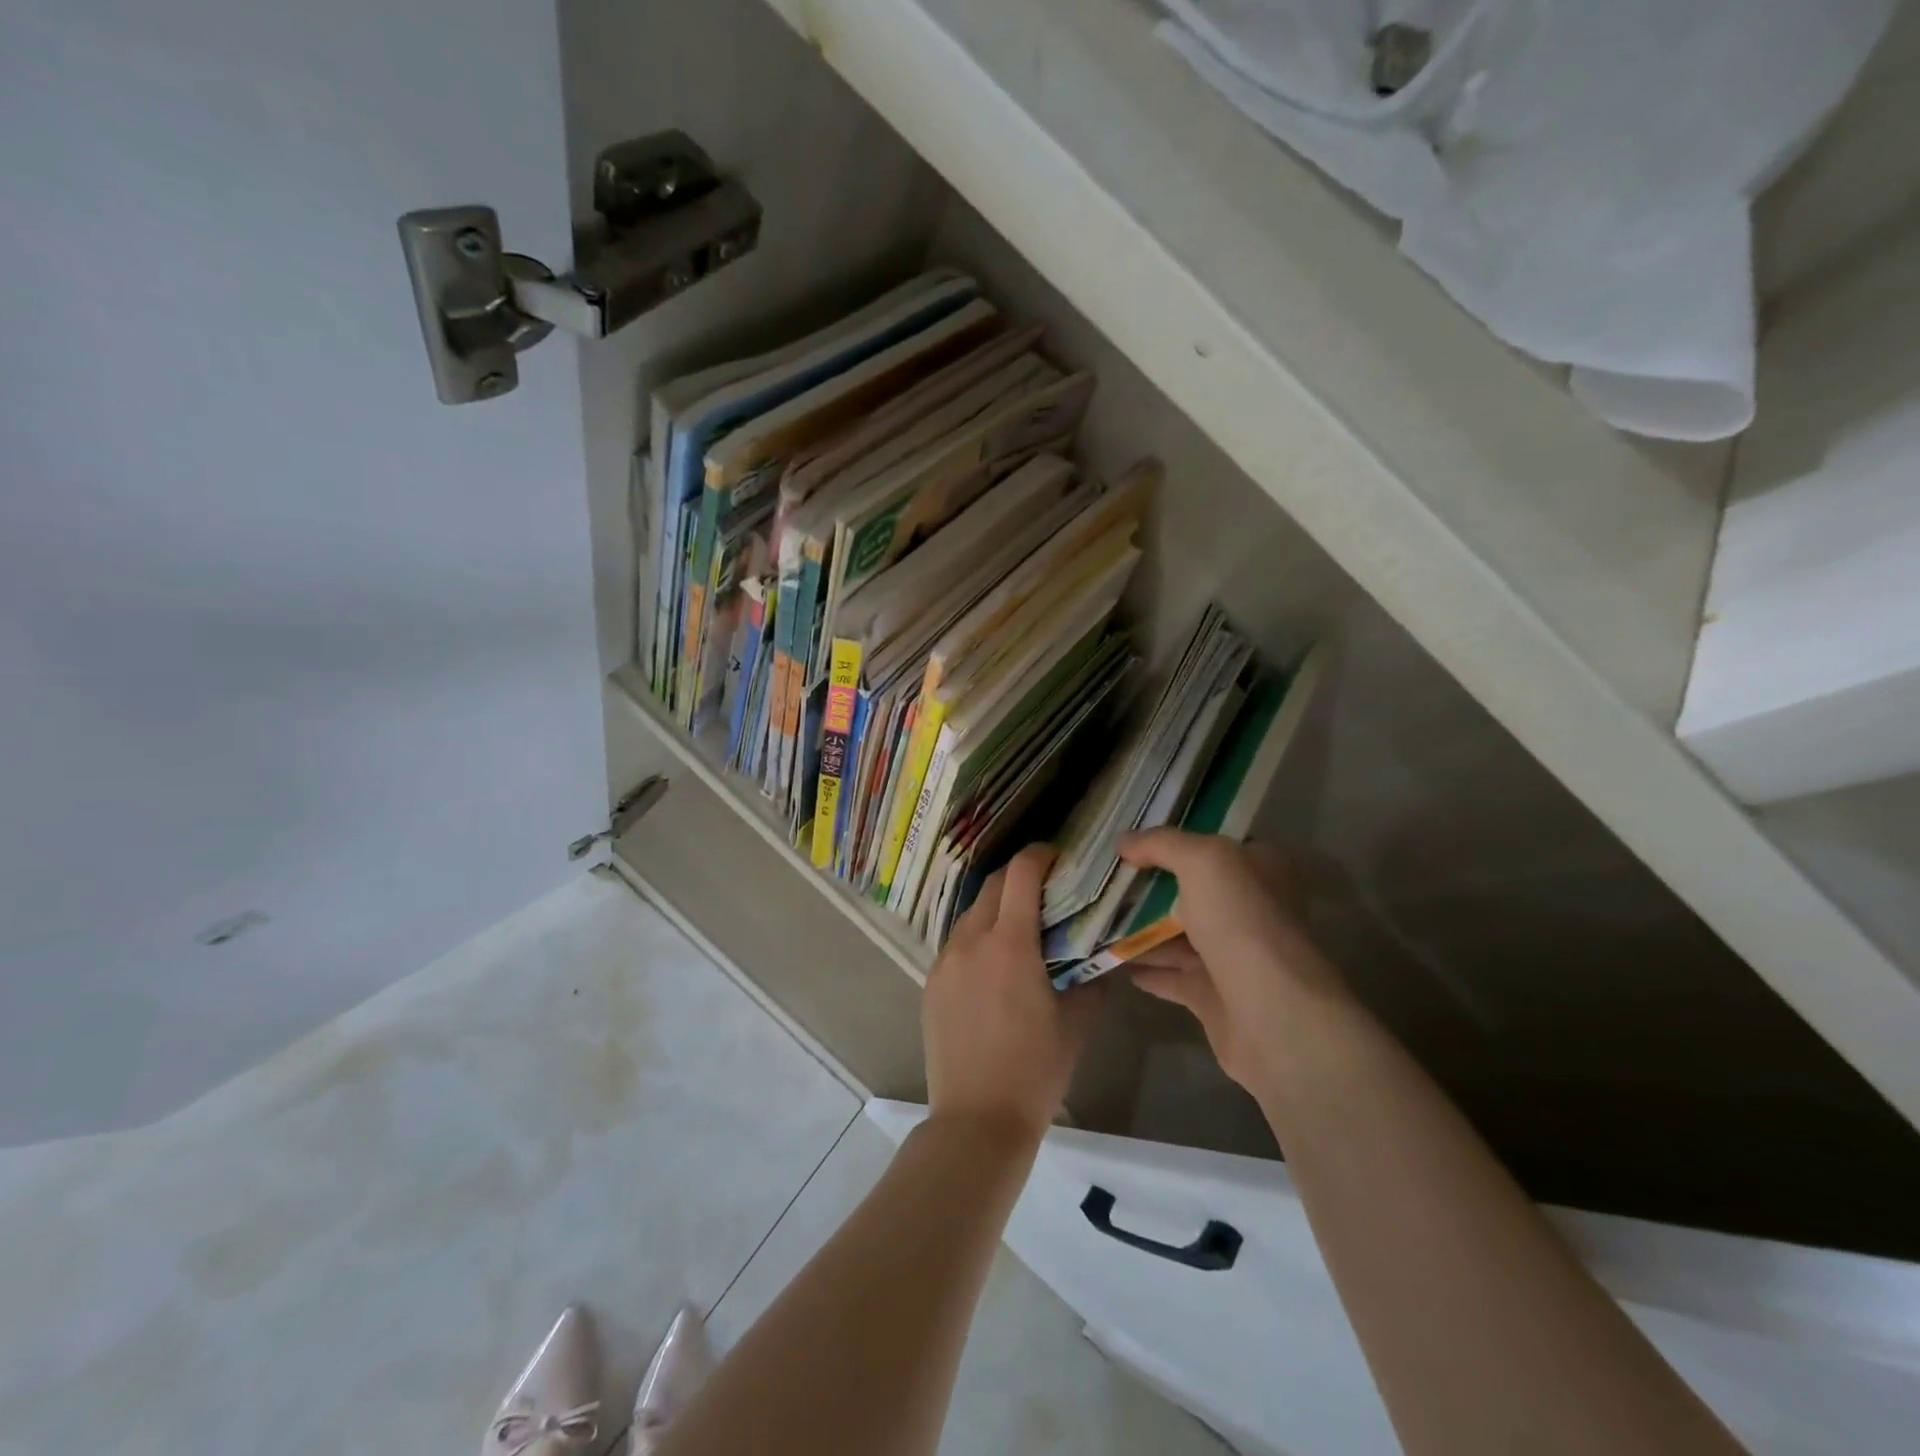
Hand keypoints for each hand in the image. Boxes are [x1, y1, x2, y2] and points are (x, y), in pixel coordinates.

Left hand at [923, 844, 1106, 1138]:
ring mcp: (944, 961)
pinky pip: (956, 944)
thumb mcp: (1075, 1024)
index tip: (1057, 858)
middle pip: (992, 887)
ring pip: (971, 915)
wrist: (976, 1120)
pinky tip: (994, 967)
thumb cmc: (1034, 1070)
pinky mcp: (931, 983)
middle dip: (1019, 879)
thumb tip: (1100, 959)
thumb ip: (1090, 981)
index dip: (1039, 856)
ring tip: (1020, 931)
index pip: (1020, 874)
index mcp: (1009, 944)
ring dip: (996, 910)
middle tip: (1045, 893)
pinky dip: (978, 939)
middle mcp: (971, 941)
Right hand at [1118, 829, 1350, 1091]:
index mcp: (1259, 869)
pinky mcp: (1214, 995)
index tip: (1129, 840)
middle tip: (1103, 880)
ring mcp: (1233, 954)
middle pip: (1190, 890)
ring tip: (1095, 918)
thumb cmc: (1242, 921)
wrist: (1271, 1013)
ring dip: (1139, 928)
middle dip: (1148, 886)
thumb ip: (1161, 844)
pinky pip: (1171, 975)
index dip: (1173, 840)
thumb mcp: (1202, 860)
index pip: (1213, 844)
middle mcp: (1250, 909)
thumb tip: (1123, 842)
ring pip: (1177, 934)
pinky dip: (1145, 967)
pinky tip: (1111, 958)